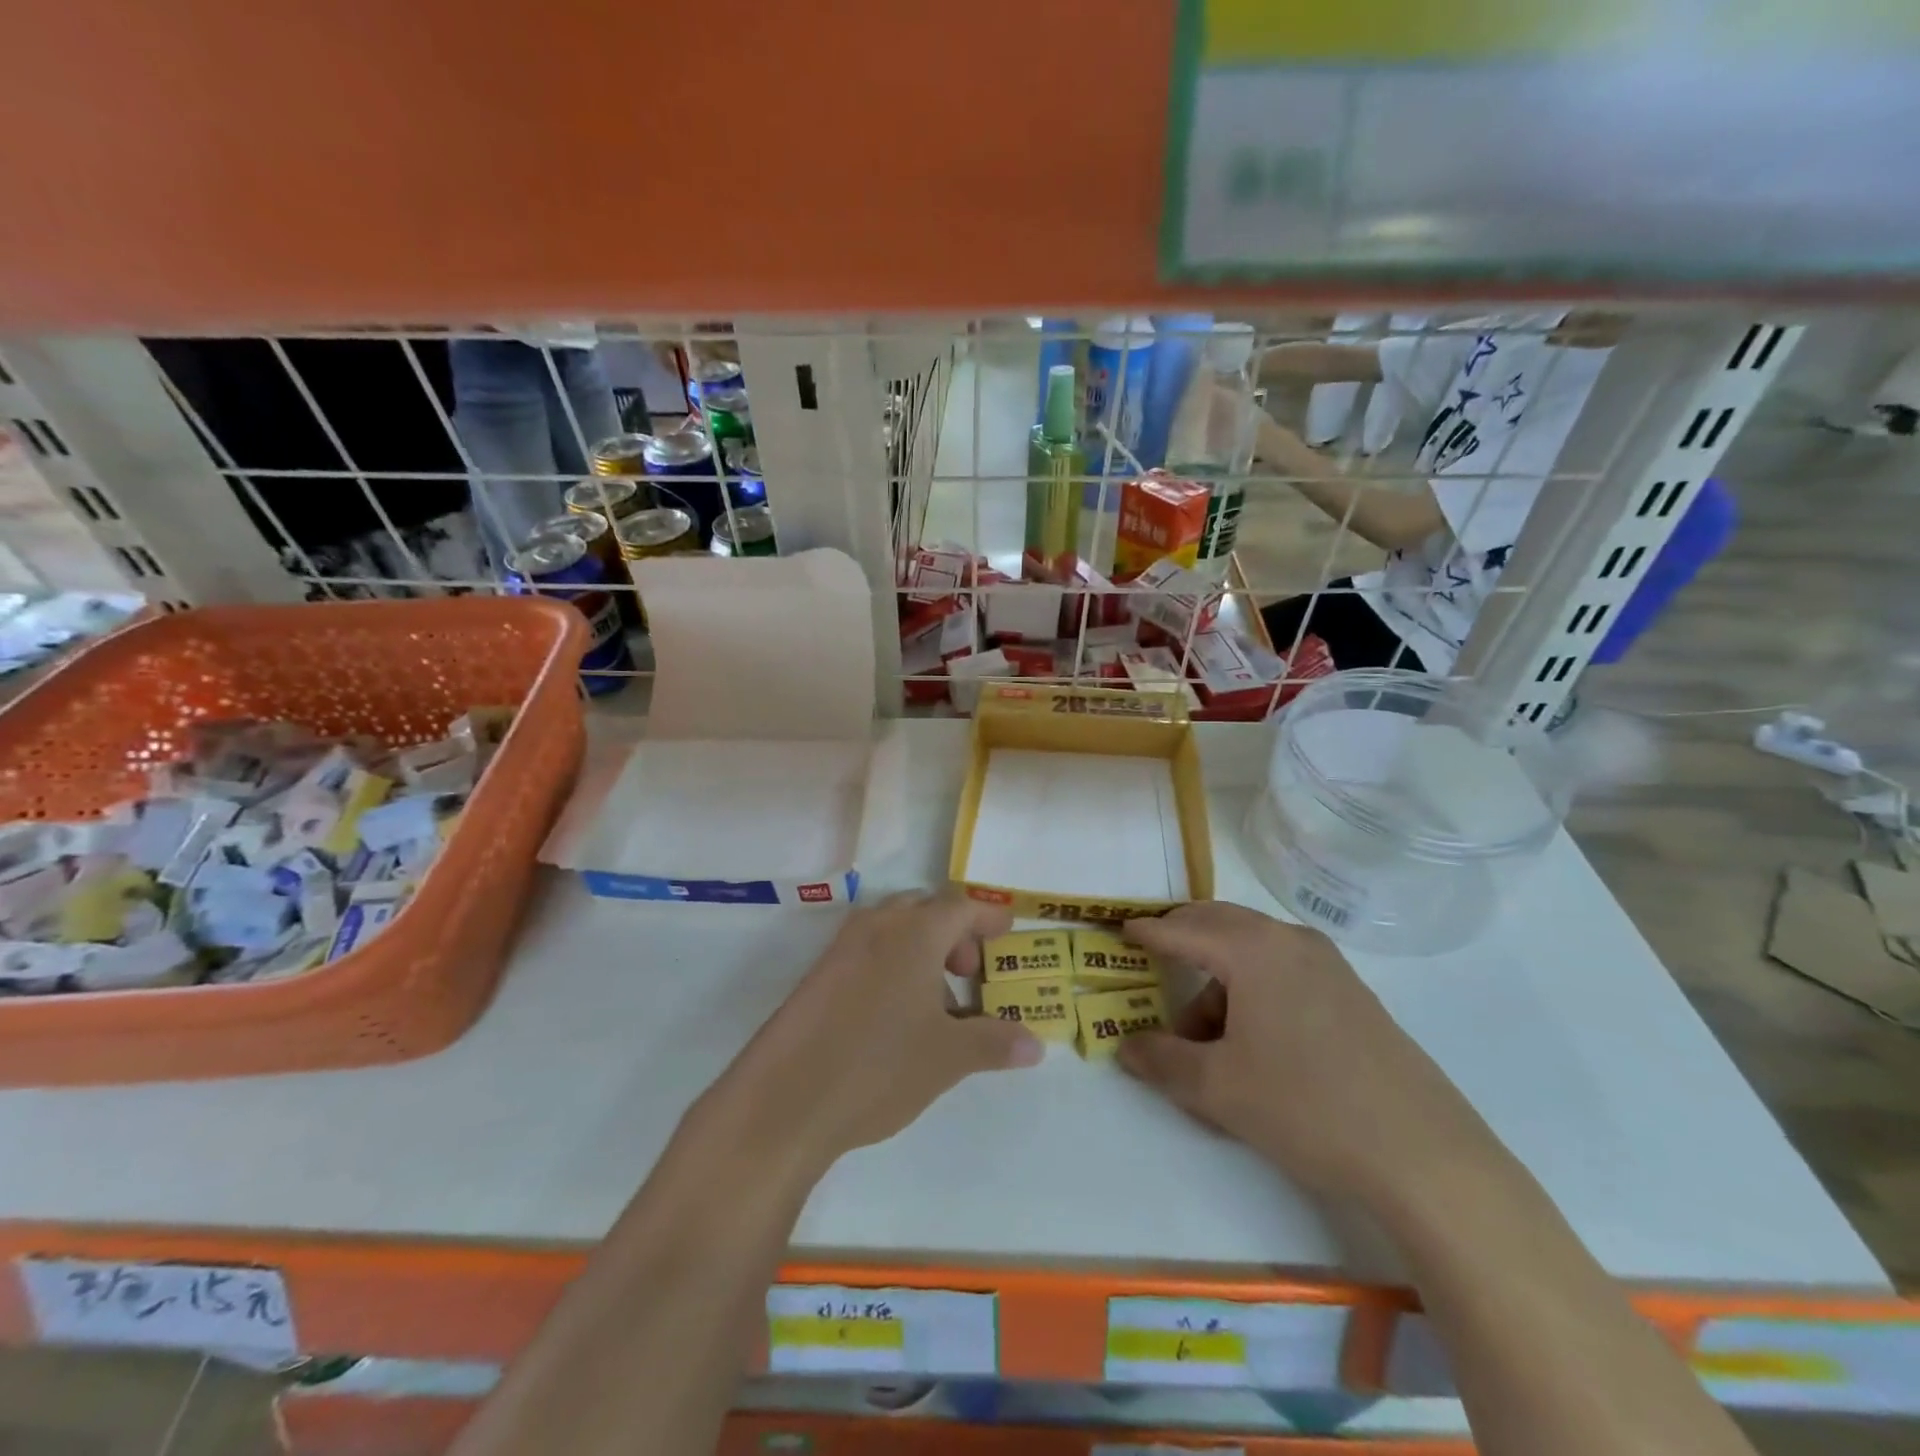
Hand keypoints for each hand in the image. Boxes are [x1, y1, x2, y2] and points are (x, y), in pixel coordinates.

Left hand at [701, 892, 1041, 1176]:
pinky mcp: (819, 974)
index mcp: (914, 932)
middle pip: (926, 911)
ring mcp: (842, 947)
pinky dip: (894, 967)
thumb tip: (1036, 1044)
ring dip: (923, 953)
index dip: (988, 918)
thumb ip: (995, 1042)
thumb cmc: (878, 1065)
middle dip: (954, 935)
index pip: (961, 907)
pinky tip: (898, 1017)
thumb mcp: (948, 1057)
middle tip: (971, 972)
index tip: (1008, 933)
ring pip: (895, 931)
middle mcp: (877, 926)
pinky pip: (869, 952)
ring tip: (939, 1004)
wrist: (784, 1099)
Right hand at [1118, 903, 1500, 1206]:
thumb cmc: (1306, 1107)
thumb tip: (1125, 1046)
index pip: (1183, 929)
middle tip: (1153, 963)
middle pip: (1219, 923)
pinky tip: (1252, 1039)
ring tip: (1206, 1037)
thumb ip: (1161, 1060)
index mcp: (1253, 950)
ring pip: (1252, 949)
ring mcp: (1328, 965)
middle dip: (1182, 939)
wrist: (1424, 1156)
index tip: (1120, 931)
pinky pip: (1283, 969)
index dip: (1147, 932)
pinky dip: (1252, 986)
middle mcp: (1290, 942)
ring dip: (1218, 976)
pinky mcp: (1351, 993)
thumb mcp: (1217, 1088)